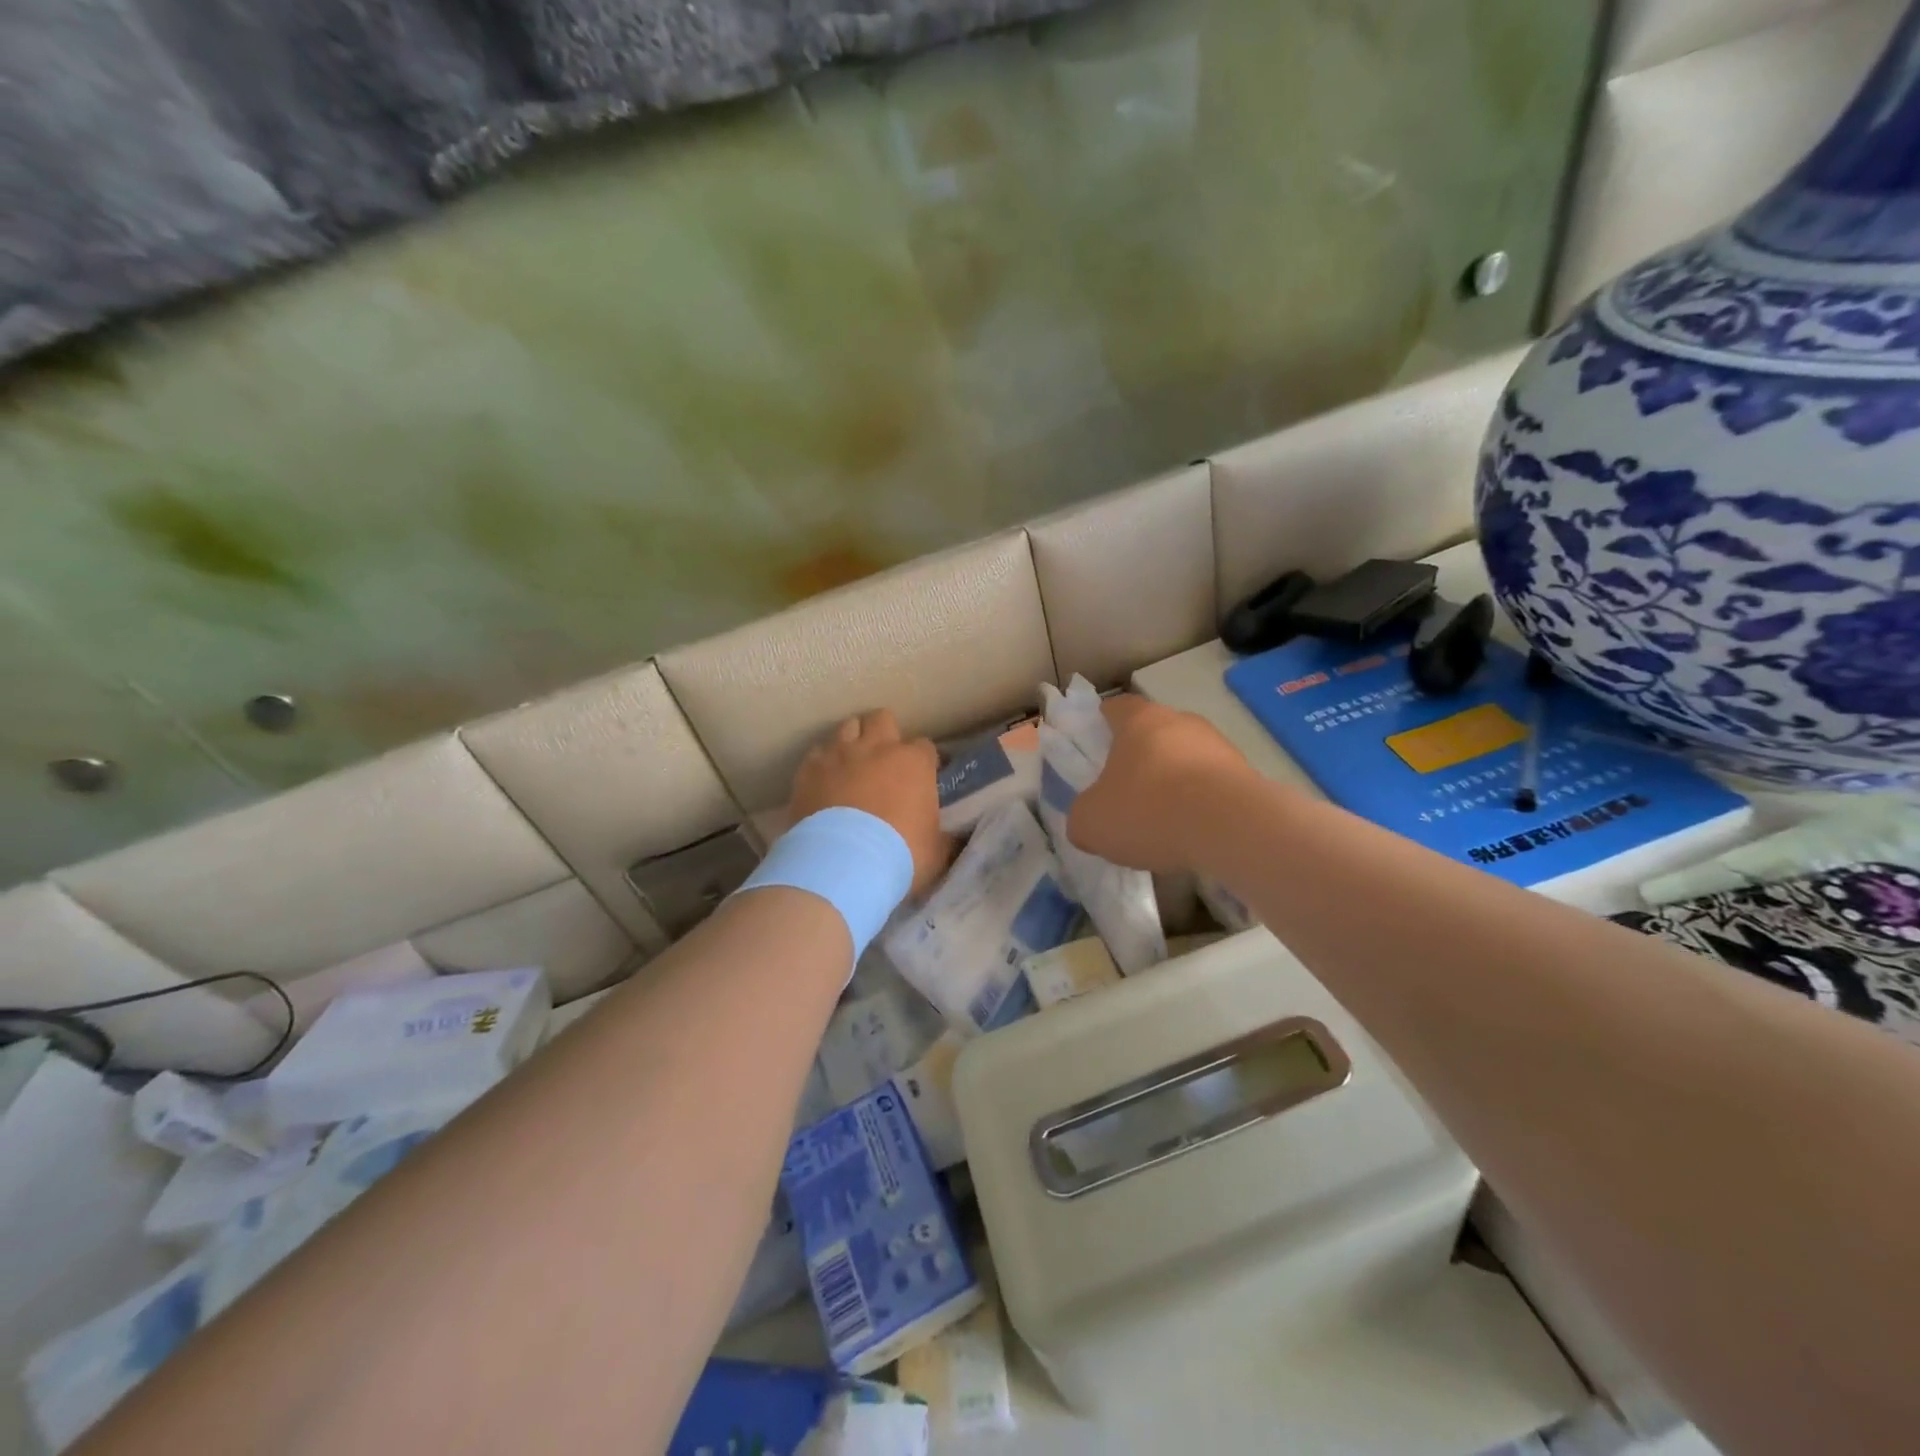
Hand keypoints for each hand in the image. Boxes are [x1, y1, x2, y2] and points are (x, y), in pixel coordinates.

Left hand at [789, 709, 951, 895]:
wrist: (843, 864)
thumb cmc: (899, 856)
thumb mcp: (936, 853)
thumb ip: (945, 838)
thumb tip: (953, 840)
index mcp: (914, 763)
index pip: (925, 747)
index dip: (923, 761)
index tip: (921, 778)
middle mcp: (877, 748)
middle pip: (882, 719)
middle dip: (885, 733)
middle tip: (884, 759)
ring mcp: (840, 754)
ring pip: (848, 727)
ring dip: (852, 741)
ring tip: (852, 765)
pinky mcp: (809, 769)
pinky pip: (817, 753)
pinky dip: (823, 763)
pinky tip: (824, 781)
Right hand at [1067, 695, 1255, 875]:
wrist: (1232, 828)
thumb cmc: (1149, 810)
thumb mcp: (1091, 823)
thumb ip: (1082, 816)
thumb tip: (1089, 819)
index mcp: (1139, 720)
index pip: (1116, 707)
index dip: (1103, 723)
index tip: (1095, 746)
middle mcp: (1182, 722)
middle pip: (1154, 732)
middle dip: (1140, 758)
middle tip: (1125, 791)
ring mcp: (1220, 746)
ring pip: (1186, 759)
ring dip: (1174, 782)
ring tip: (1162, 821)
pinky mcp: (1247, 775)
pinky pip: (1212, 786)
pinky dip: (1200, 804)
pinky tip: (1193, 833)